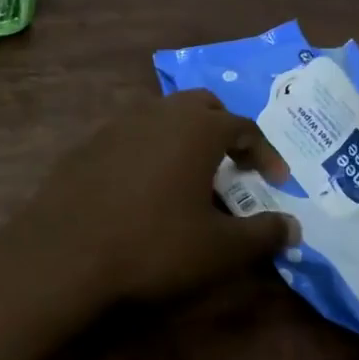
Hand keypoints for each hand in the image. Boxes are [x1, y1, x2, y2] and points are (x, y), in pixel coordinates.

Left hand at [0, 91, 296, 324]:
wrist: (65, 251)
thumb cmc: (154, 245)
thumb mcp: (219, 249)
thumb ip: (262, 235)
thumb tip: (293, 228)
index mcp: (197, 128)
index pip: (244, 127)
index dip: (265, 153)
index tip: (276, 181)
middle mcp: (159, 113)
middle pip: (202, 107)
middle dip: (224, 131)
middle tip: (234, 166)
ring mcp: (118, 124)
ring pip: (163, 117)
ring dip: (185, 138)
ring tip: (191, 178)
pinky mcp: (88, 144)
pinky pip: (132, 136)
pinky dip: (150, 151)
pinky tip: (146, 188)